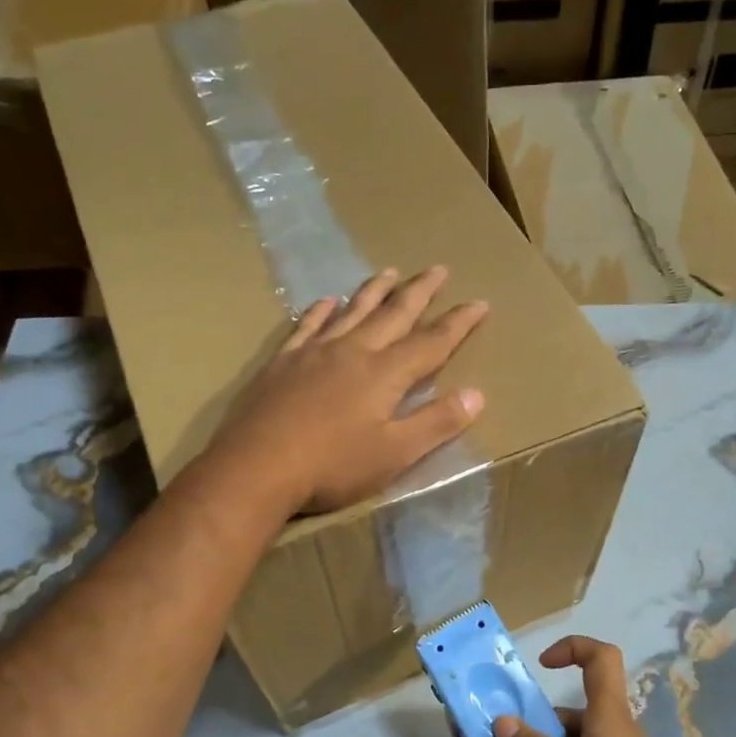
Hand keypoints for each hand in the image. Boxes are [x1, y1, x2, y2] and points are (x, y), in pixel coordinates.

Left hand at [211, 267, 487, 514]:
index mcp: (384, 374)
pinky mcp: (283, 362)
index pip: (432, 342)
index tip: (479, 302)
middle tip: (438, 268)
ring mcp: (314, 353)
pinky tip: (327, 301)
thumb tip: (477, 395)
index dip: (458, 323)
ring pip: (351, 311)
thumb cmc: (333, 466)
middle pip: (393, 315)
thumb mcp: (395, 454)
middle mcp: (353, 351)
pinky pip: (307, 326)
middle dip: (419, 292)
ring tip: (390, 272)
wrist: (256, 468)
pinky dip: (320, 311)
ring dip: (374, 291)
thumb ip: (436, 423)